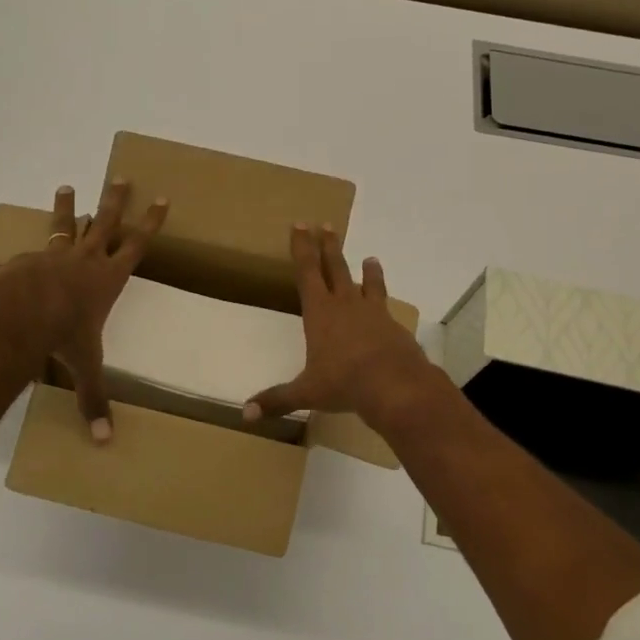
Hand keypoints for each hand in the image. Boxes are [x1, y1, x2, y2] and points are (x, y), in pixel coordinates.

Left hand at [0, 180, 166, 442]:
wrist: (19, 318)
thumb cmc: (64, 337)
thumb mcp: (85, 366)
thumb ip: (94, 398)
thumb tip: (105, 441)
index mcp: (107, 279)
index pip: (137, 245)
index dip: (151, 222)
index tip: (162, 198)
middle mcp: (83, 260)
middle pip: (104, 223)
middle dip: (115, 201)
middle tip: (120, 177)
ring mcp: (51, 257)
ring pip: (63, 226)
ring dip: (67, 207)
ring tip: (66, 186)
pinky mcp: (23, 263)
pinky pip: (22, 257)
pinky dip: (16, 258)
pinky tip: (3, 257)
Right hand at [242, 225, 436, 428]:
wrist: (395, 385)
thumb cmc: (344, 383)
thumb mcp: (306, 393)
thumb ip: (276, 400)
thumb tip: (244, 415)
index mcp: (319, 312)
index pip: (306, 272)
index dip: (302, 248)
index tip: (300, 225)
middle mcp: (345, 305)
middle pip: (335, 267)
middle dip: (328, 246)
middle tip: (326, 225)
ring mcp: (372, 313)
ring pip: (366, 283)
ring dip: (366, 270)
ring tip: (370, 258)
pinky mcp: (393, 326)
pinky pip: (385, 306)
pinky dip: (384, 301)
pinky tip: (387, 305)